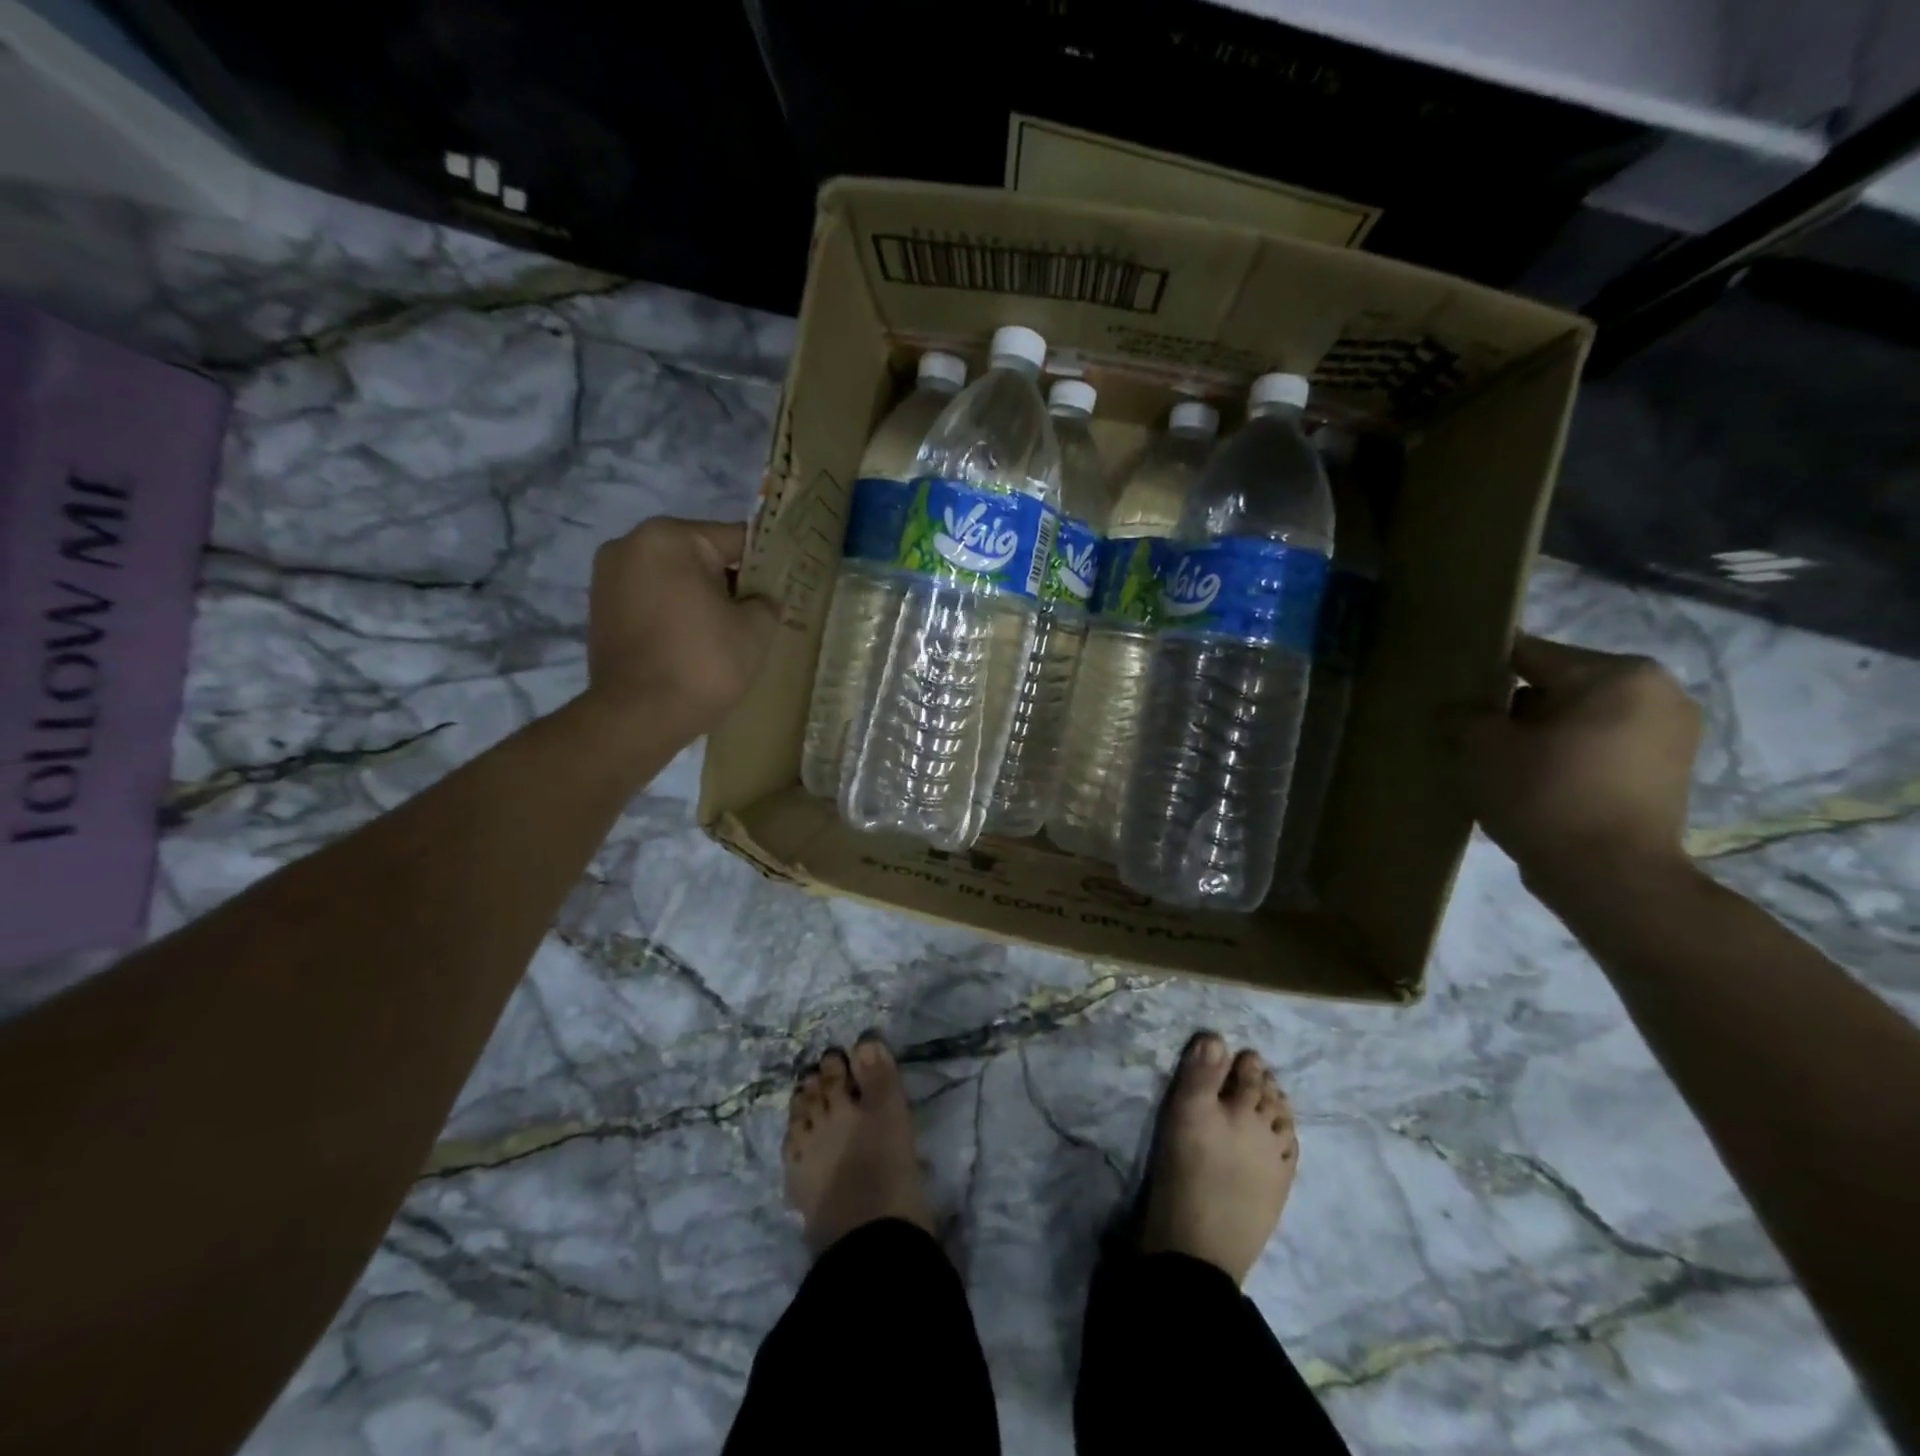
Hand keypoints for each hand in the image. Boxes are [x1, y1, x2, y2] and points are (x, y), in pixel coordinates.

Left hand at [585, 517, 776, 736]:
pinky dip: (675, 614)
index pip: (735, 538)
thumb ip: (767, 601)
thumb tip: (763, 600)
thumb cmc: (703, 663)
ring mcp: (608, 578)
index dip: (766, 564)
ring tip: (726, 633)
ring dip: (701, 598)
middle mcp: (630, 545)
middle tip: (757, 615)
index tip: (783, 588)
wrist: (638, 717)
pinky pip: (652, 600)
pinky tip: (695, 643)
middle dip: (730, 582)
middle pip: (700, 556)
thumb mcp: (756, 629)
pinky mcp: (600, 610)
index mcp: (668, 538)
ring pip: (675, 579)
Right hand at [1449, 634, 1701, 881]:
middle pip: (1560, 683)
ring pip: (1582, 715)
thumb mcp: (1482, 749)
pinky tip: (1537, 779)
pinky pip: (1603, 744)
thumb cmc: (1545, 796)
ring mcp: (1672, 732)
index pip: (1529, 654)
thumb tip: (1456, 710)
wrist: (1610, 877)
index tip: (1452, 691)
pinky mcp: (1669, 769)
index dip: (1482, 670)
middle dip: (1516, 705)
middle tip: (1475, 734)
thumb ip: (1463, 715)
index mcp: (1616, 673)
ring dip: (1543, 731)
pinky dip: (1570, 753)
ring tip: (1504, 760)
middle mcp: (1657, 691)